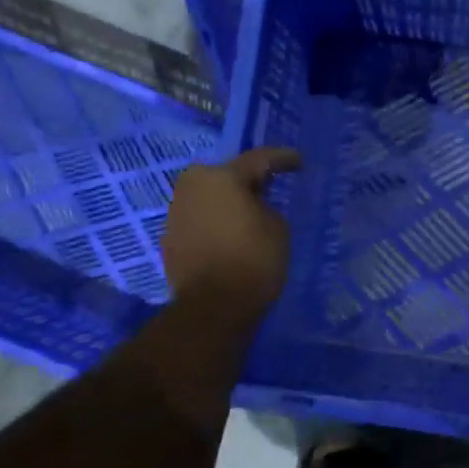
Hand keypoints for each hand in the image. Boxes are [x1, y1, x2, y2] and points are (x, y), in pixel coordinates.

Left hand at [162, 148, 301, 324]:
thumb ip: (266, 206)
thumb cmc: (253, 260)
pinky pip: (201, 220)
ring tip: (252, 213)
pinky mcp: (170, 237)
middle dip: (249, 182)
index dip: (283, 159)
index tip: (299, 162)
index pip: (259, 159)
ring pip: (211, 198)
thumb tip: (253, 207)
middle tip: (272, 188)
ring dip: (230, 203)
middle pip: (228, 177)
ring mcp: (176, 211)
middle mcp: (192, 185)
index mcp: (221, 176)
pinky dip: (217, 223)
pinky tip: (232, 234)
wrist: (212, 308)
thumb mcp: (277, 227)